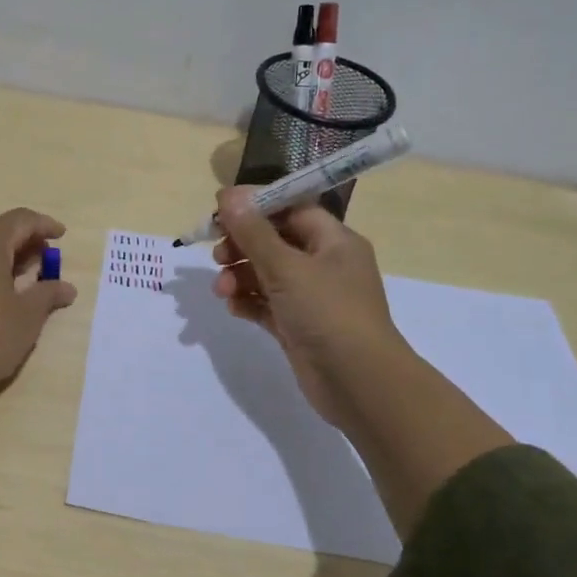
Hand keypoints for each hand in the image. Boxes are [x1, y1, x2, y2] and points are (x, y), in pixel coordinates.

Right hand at [211, 188, 409, 431]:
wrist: (359, 383)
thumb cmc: (327, 313)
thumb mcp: (286, 267)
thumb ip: (253, 231)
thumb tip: (228, 194)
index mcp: (333, 241)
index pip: (292, 208)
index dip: (256, 206)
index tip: (221, 210)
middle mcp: (325, 265)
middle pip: (275, 241)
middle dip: (242, 245)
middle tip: (217, 254)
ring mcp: (312, 297)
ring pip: (267, 274)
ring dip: (240, 276)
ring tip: (222, 289)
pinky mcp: (298, 326)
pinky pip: (267, 304)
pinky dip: (248, 302)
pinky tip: (233, 306)